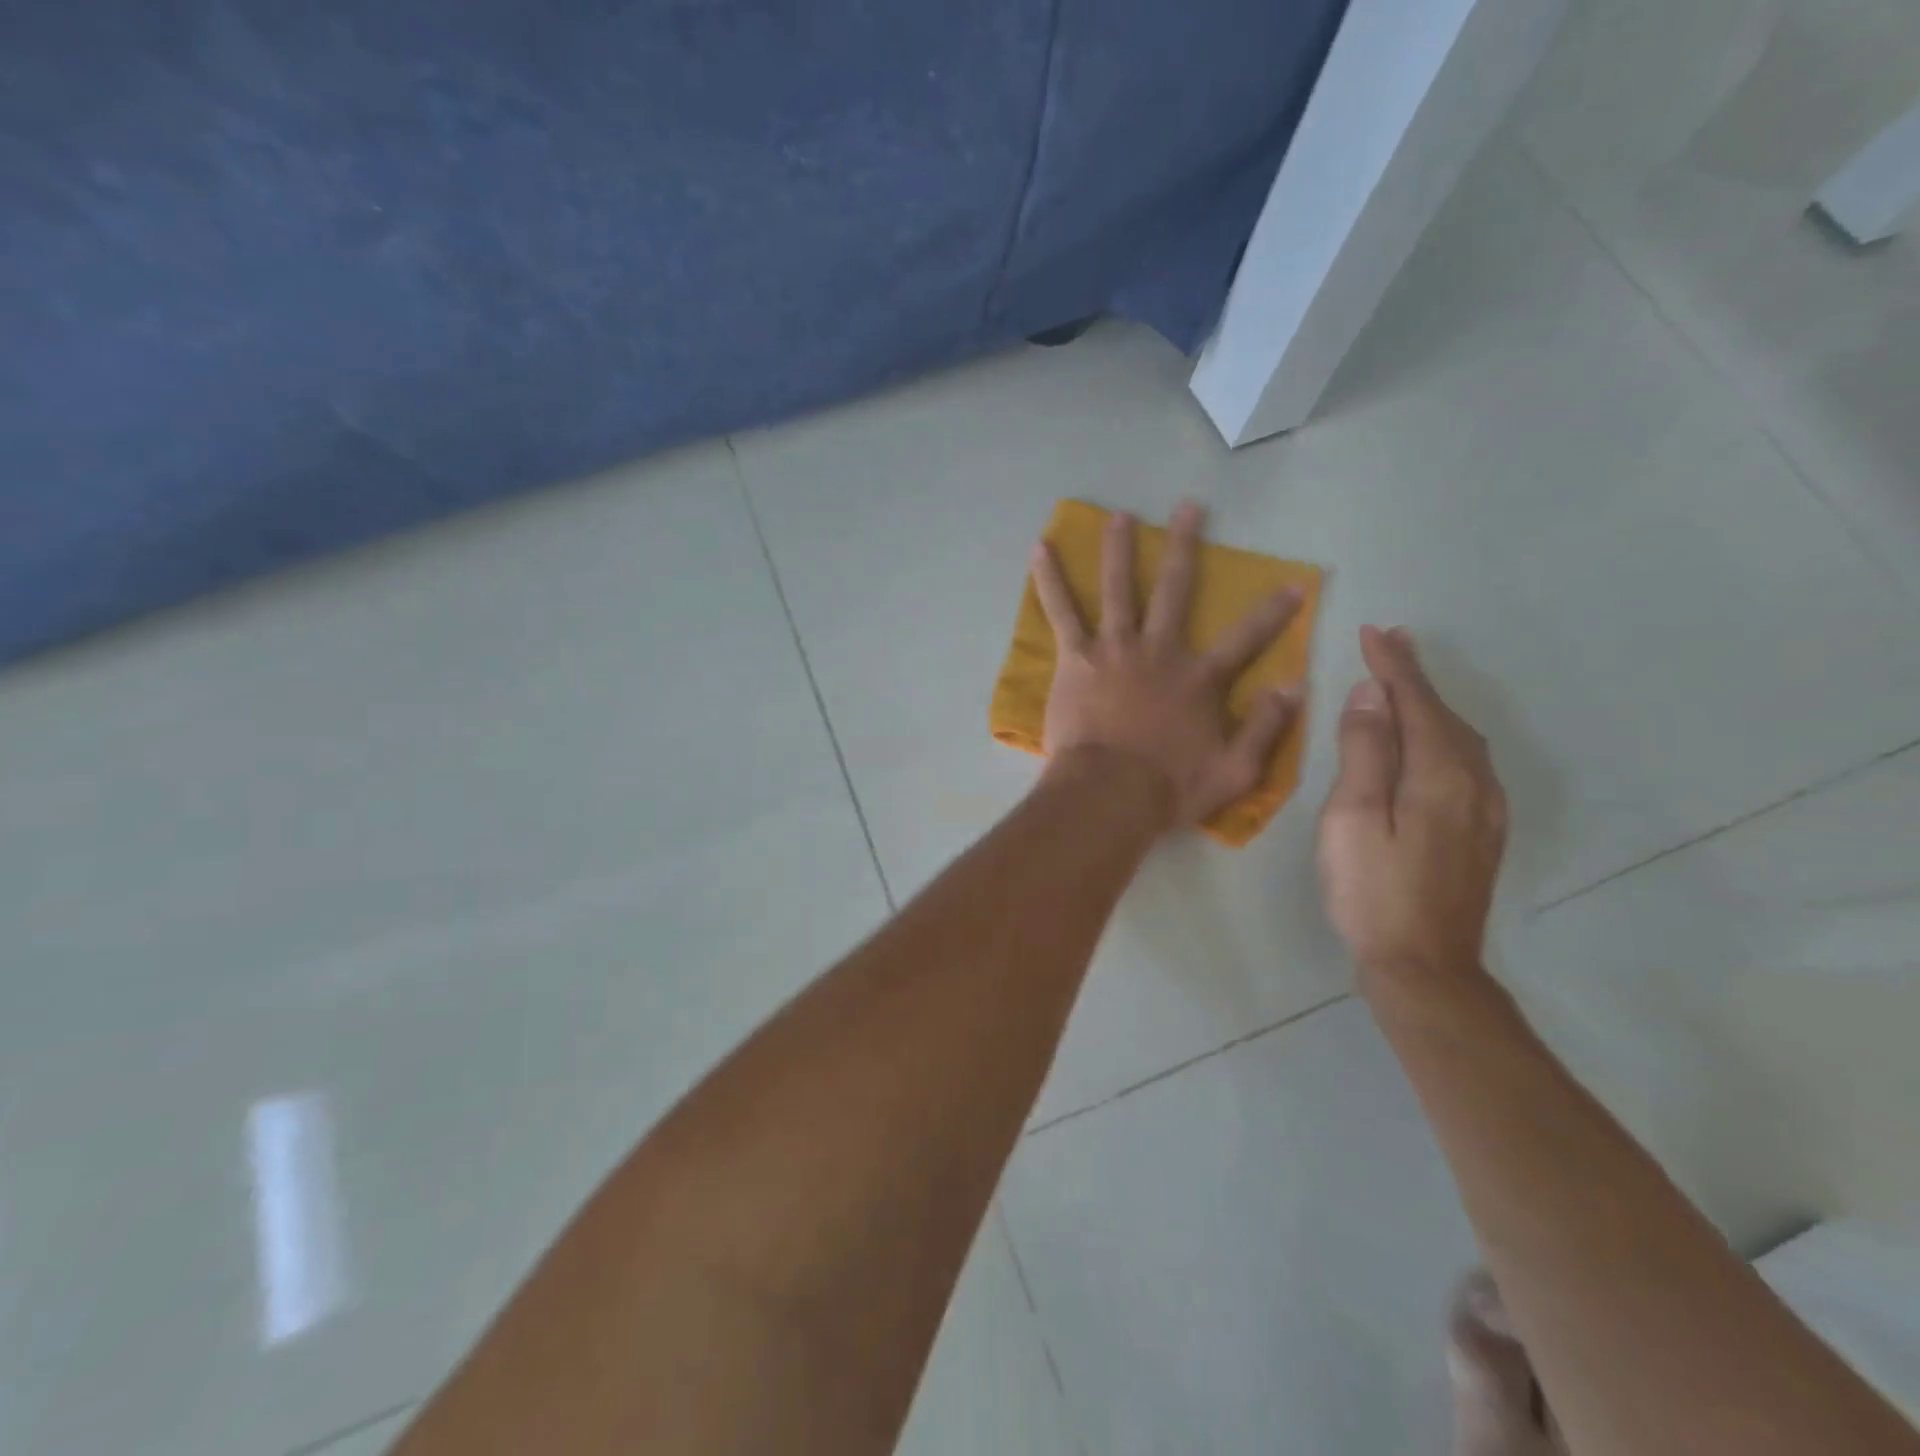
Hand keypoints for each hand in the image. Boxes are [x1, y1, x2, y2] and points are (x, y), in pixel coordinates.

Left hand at [1030, 502, 1302, 829]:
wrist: (1108, 794)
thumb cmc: (1169, 788)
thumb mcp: (1235, 770)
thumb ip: (1266, 727)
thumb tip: (1294, 687)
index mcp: (1199, 678)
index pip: (1246, 638)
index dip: (1273, 612)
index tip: (1294, 583)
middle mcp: (1160, 651)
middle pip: (1175, 589)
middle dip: (1185, 545)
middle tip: (1188, 506)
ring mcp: (1115, 649)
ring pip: (1119, 587)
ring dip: (1119, 549)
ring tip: (1118, 516)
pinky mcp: (1077, 658)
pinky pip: (1062, 612)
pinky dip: (1050, 581)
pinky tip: (1039, 550)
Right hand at [1317, 626, 1507, 993]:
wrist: (1424, 965)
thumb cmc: (1372, 890)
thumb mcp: (1352, 818)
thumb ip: (1364, 753)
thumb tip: (1372, 696)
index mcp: (1439, 774)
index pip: (1416, 703)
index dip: (1394, 666)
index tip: (1375, 632)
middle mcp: (1475, 783)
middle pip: (1445, 715)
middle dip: (1416, 678)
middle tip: (1392, 644)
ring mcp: (1486, 810)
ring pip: (1461, 739)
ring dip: (1431, 705)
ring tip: (1406, 683)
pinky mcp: (1482, 832)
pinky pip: (1466, 763)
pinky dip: (1443, 735)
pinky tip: (1431, 740)